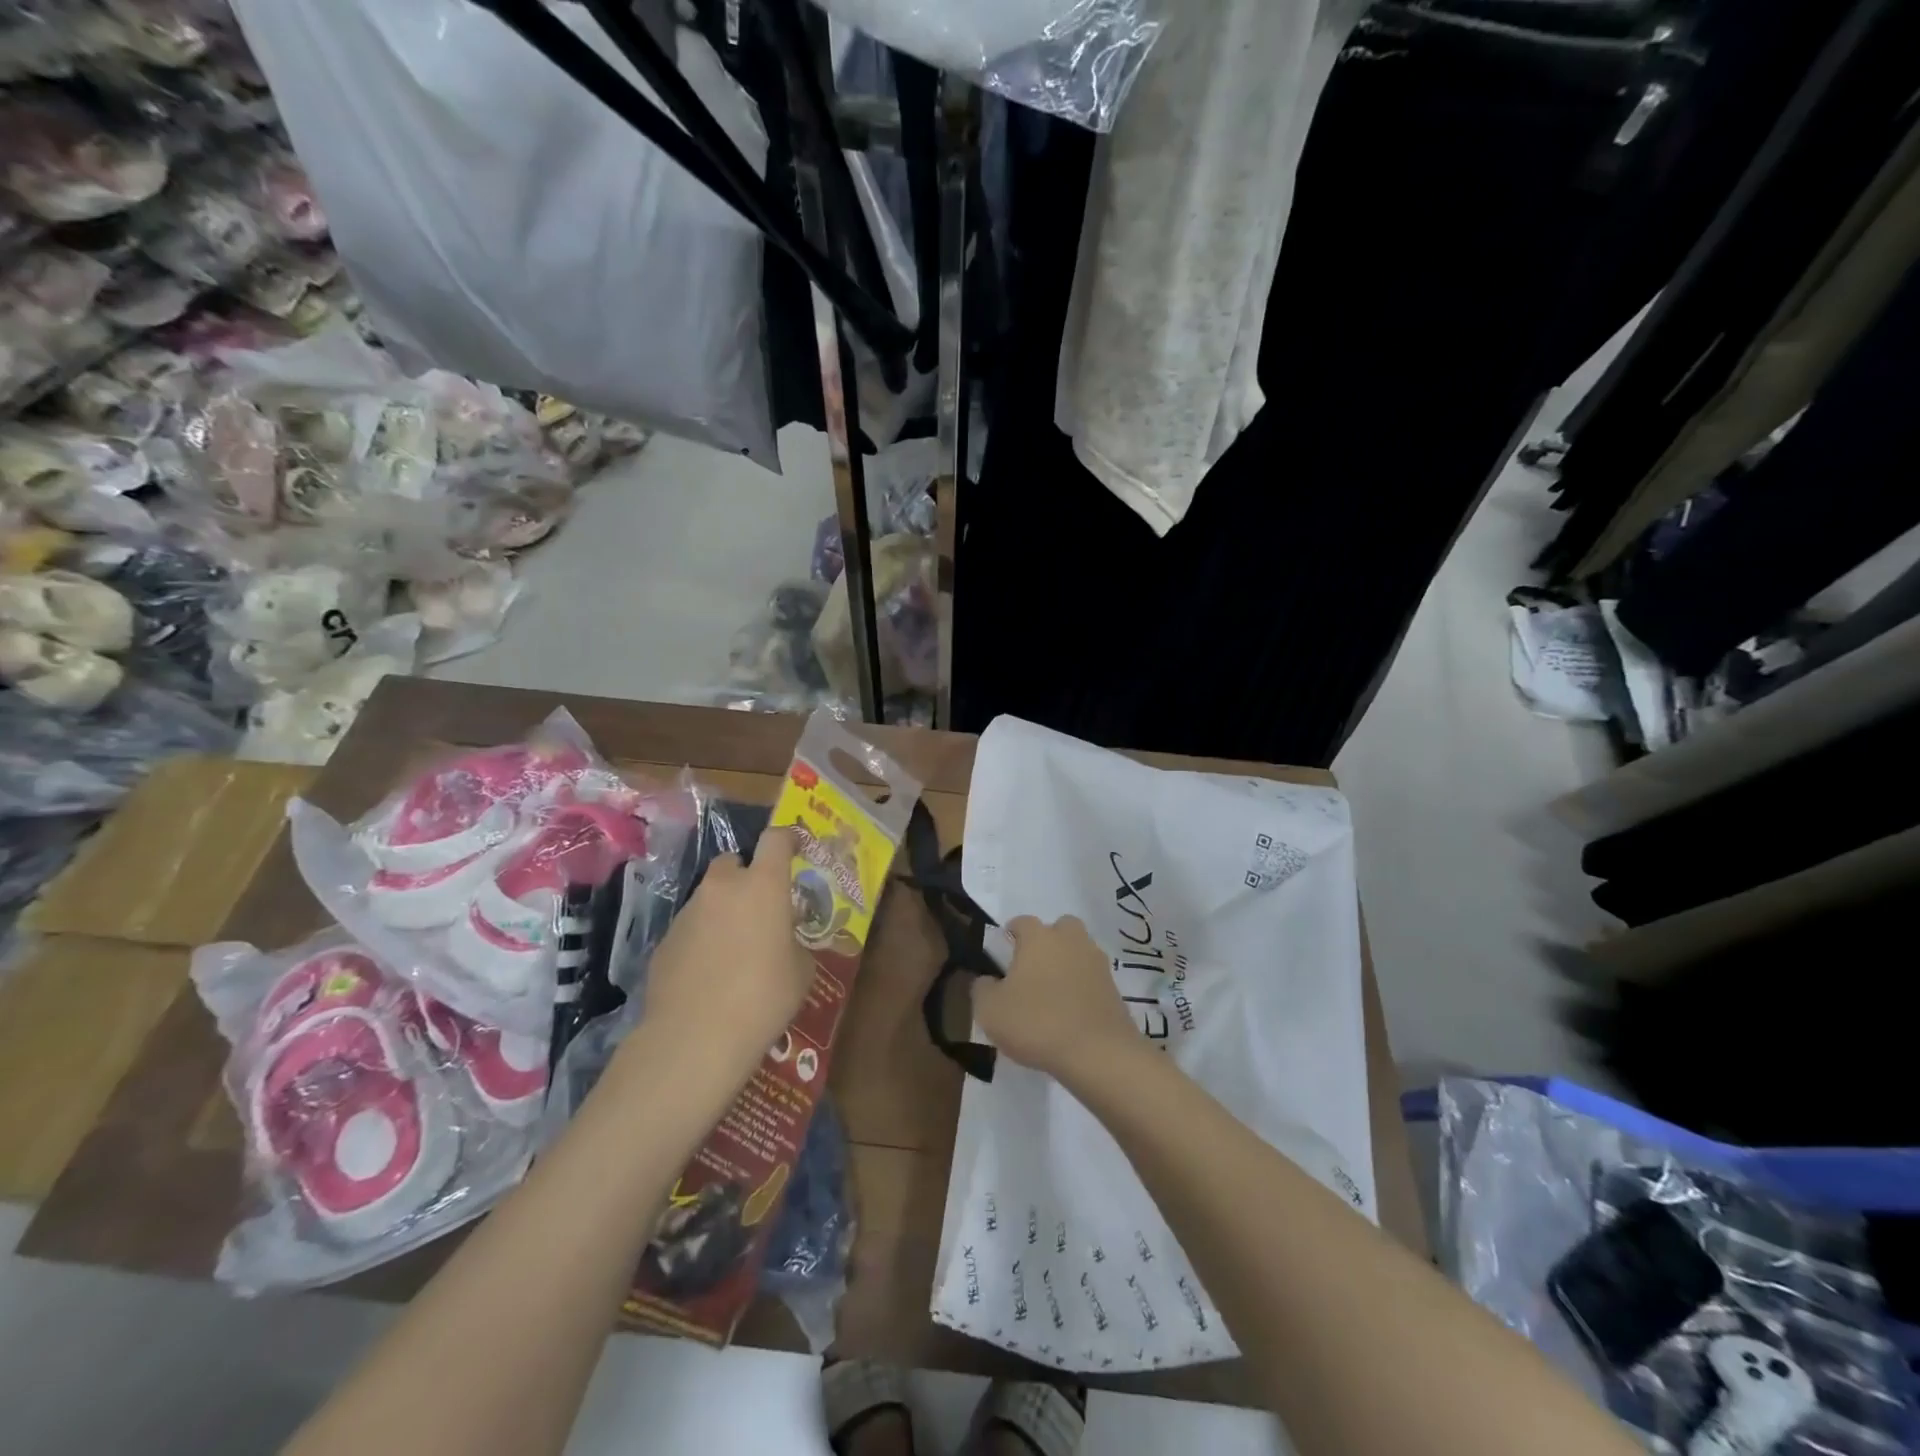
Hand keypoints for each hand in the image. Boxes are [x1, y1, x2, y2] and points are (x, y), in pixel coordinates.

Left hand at [638, 824, 813, 1078]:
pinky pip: (690, 928)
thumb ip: (795, 943)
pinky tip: (708, 974)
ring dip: (722, 910)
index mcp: (763, 885)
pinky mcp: (664, 942)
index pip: (776, 839)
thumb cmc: (763, 997)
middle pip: (733, 862)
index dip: (787, 839)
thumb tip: (786, 943)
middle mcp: (722, 888)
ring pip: (709, 897)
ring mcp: (688, 913)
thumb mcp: (801, 972)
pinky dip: (701, 939)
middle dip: (746, 877)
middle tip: (759, 907)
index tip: (795, 849)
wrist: (694, 1038)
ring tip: (734, 950)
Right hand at [973, 915, 1140, 1084]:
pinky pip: (1093, 978)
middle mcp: (1070, 940)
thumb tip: (987, 980)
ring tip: (1053, 993)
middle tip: (1033, 969)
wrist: (1097, 1052)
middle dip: (1048, 941)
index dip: (1011, 934)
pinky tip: (1072, 1012)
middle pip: (1059, 928)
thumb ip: (982, 989)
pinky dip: (1083, 988)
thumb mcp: (990, 1010)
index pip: (1022, 922)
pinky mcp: (1114, 988)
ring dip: (1068, 963)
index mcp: (1038, 937)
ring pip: (1079, 951)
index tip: (1003, 953)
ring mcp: (1096, 962)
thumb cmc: (1036, 1023)